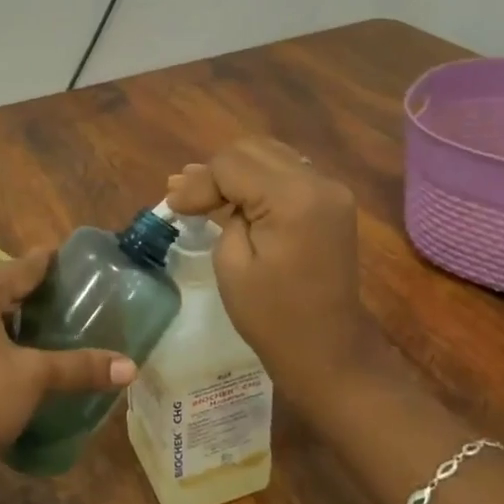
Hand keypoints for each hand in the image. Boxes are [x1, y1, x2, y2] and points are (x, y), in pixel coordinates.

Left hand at [0, 251, 136, 494]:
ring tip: (45, 328)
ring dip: (10, 317)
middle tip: (68, 299)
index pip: (22, 265)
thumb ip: (80, 367)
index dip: (49, 263)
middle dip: (30, 290)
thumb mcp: (34, 378)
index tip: (74, 262)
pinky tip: (12, 358)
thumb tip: (131, 368)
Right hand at [166, 137, 373, 420]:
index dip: (198, 182)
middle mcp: (318, 182)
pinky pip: (286, 174)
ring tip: (199, 193)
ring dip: (234, 172)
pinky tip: (231, 196)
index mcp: (293, 198)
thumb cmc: (273, 317)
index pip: (232, 164)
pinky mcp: (331, 203)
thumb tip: (202, 189)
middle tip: (184, 198)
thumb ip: (222, 213)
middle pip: (252, 150)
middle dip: (214, 172)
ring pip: (269, 156)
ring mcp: (330, 190)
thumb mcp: (232, 264)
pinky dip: (256, 181)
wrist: (328, 352)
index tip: (172, 206)